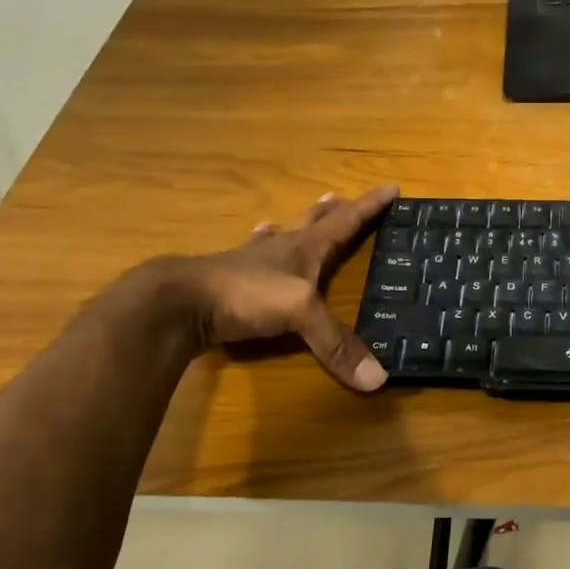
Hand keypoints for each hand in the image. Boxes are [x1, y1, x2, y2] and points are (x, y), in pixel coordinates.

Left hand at [163, 185, 399, 390]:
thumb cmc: (246, 295)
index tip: (391, 188)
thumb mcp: (300, 316)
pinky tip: (254, 238)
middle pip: (313, 224)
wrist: (178, 303)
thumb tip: (378, 380)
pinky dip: (259, 245)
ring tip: (306, 212)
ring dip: (296, 224)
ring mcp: (251, 263)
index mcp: (304, 249)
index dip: (369, 206)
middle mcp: (280, 250)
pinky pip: (251, 256)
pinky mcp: (228, 280)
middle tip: (342, 197)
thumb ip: (336, 344)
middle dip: (333, 212)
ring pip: (280, 236)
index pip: (345, 223)